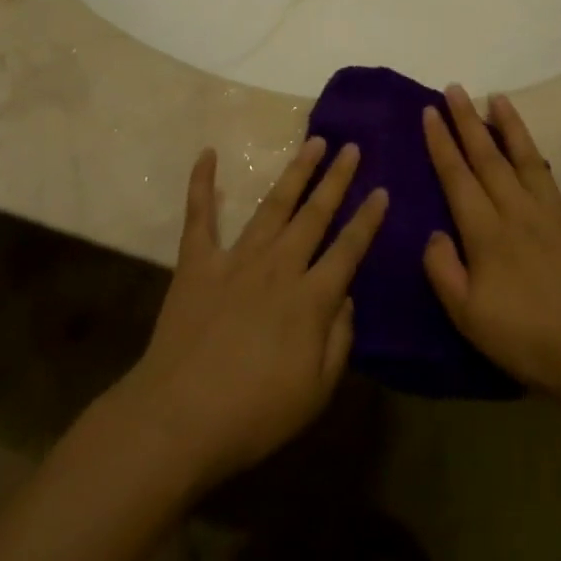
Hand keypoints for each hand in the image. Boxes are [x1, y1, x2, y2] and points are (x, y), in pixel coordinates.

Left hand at [117, 139, 386, 492]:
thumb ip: (339, 339)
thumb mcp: (316, 391)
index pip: (348, 249)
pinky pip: (199, 216)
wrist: (179, 418)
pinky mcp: (197, 263)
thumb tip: (347, 297)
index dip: (368, 220)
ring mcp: (236, 260)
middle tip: (351, 147)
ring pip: (273, 206)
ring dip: (295, 172)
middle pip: (314, 215)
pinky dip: (201, 183)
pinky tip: (207, 153)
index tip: (382, 191)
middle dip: (336, 179)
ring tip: (312, 142)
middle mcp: (278, 267)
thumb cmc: (254, 414)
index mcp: (311, 299)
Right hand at [421, 86, 560, 407]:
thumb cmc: (527, 340)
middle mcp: (520, 212)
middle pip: (489, 159)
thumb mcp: (467, 316)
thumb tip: (434, 232)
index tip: (429, 111)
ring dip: (514, 128)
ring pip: (532, 161)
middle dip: (468, 122)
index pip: (457, 178)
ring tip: (500, 99)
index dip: (441, 144)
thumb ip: (443, 270)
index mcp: (487, 232)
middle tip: (455, 88)